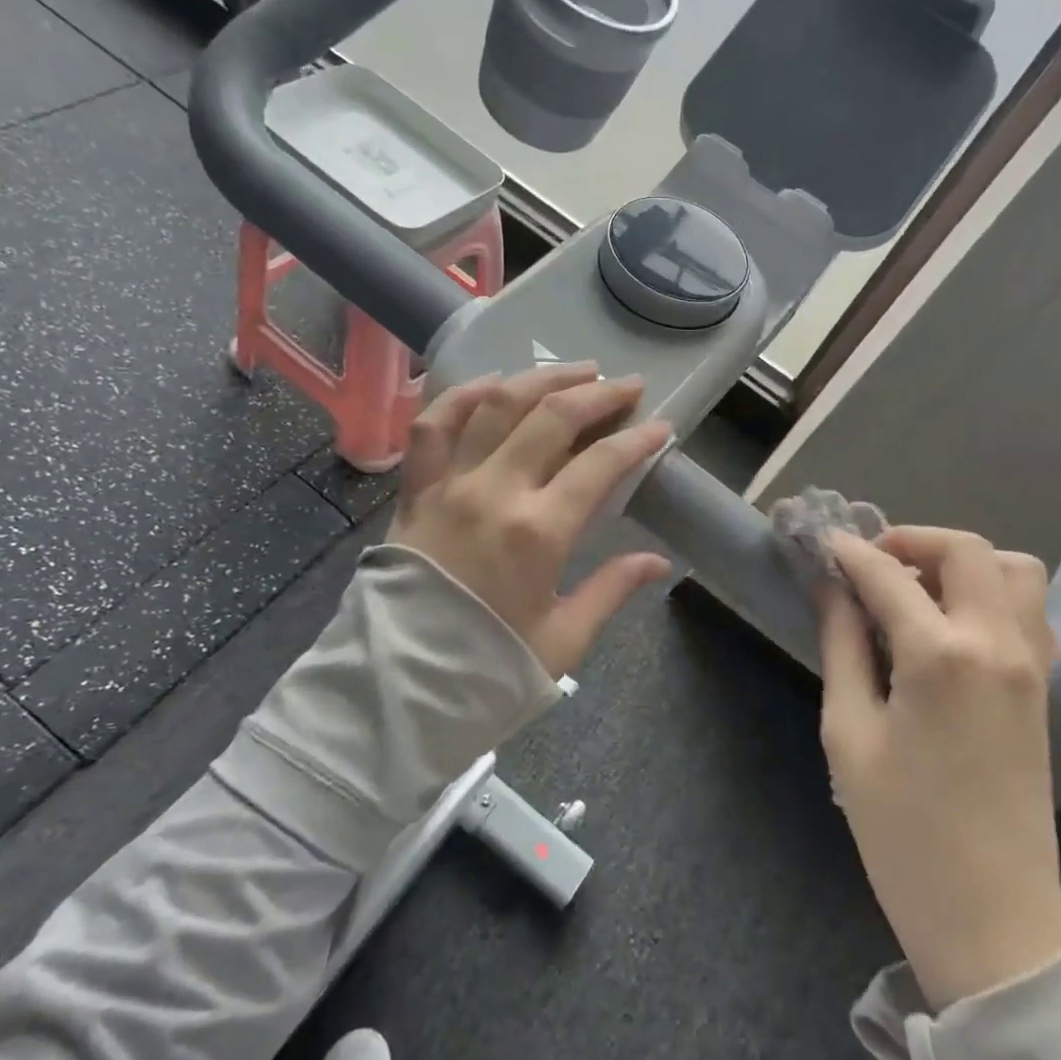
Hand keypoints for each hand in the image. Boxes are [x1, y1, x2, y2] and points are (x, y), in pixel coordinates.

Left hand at [389, 363, 673, 677]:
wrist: (400, 688)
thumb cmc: (488, 668)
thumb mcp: (564, 639)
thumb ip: (612, 590)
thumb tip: (659, 562)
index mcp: (539, 532)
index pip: (601, 464)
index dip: (637, 440)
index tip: (661, 426)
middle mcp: (495, 492)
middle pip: (553, 418)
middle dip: (598, 394)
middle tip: (626, 385)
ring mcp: (449, 484)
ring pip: (496, 406)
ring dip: (540, 380)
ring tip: (574, 371)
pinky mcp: (415, 490)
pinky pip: (432, 425)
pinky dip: (461, 395)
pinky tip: (492, 383)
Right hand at [818, 527, 1060, 1008]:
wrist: (990, 919)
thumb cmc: (901, 830)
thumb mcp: (850, 733)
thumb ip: (842, 646)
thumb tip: (831, 587)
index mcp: (941, 655)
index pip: (887, 574)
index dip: (848, 552)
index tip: (819, 542)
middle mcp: (997, 644)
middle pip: (966, 550)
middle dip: (911, 540)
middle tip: (869, 565)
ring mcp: (1032, 665)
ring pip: (1013, 570)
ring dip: (961, 562)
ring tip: (914, 590)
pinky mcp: (1043, 689)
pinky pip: (1028, 610)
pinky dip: (990, 593)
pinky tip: (949, 626)